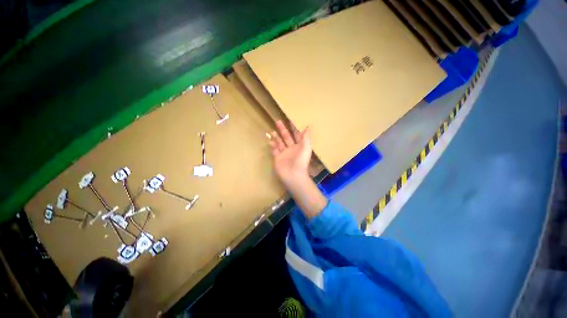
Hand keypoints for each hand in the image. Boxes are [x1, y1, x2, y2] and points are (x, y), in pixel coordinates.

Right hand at [268, 120, 311, 186]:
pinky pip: (274, 151)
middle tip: (278, 121)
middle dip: (282, 130)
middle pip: (286, 137)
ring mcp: (284, 154)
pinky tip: (269, 141)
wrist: (293, 175)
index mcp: (299, 146)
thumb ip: (306, 137)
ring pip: (279, 143)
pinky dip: (272, 146)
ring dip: (276, 137)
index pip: (296, 135)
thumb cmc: (301, 160)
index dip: (293, 128)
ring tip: (272, 130)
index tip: (289, 120)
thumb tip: (309, 126)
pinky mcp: (277, 158)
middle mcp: (291, 149)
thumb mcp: (306, 147)